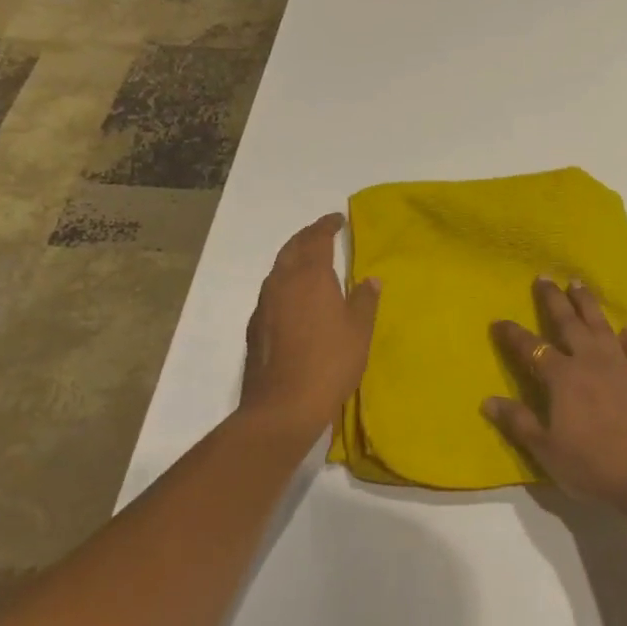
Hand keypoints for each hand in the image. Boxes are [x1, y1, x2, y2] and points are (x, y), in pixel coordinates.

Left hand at [240, 214, 379, 440]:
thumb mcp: (359, 331)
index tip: (337, 219)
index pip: (316, 239)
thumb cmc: (330, 362)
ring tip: (309, 262)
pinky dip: (285, 283)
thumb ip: (365, 300)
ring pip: (278, 270)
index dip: (326, 226)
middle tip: (322, 234)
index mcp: (310, 276)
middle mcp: (282, 283)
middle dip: (307, 237)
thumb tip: (370, 279)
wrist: (283, 406)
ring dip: (293, 259)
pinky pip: (271, 292)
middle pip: (292, 249)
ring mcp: (264, 305)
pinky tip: (294, 298)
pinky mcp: (256, 328)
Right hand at [486, 278, 626, 510]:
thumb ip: (518, 422)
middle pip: (568, 322)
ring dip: (587, 303)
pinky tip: (624, 330)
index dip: (512, 334)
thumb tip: (488, 400)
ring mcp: (620, 366)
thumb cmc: (593, 465)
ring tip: (578, 284)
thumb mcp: (546, 449)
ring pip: (600, 325)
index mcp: (562, 377)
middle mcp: (590, 361)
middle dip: (553, 299)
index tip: (498, 321)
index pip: (531, 349)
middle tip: (544, 277)